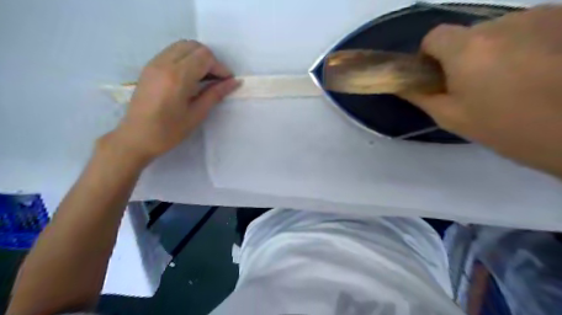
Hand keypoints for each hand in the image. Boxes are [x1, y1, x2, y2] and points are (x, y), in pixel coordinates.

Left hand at [105, 40, 238, 163]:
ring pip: (183, 46)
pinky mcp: (149, 67)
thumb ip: (215, 94)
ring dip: (198, 58)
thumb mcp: (196, 114)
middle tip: (216, 80)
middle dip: (210, 60)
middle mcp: (164, 63)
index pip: (205, 57)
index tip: (227, 82)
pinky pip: (172, 52)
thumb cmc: (169, 131)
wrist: (136, 137)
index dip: (220, 67)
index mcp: (177, 77)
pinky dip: (186, 59)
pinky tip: (190, 77)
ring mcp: (154, 63)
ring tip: (204, 78)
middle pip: (194, 46)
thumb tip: (235, 82)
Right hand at [404, 6, 561, 177]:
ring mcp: (539, 16)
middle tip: (474, 84)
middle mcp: (501, 23)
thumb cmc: (504, 127)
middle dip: (462, 55)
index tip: (436, 75)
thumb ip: (422, 96)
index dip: (429, 54)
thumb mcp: (451, 117)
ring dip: (494, 49)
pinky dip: (524, 43)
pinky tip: (539, 68)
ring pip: (499, 31)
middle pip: (467, 34)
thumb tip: (403, 85)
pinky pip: (528, 28)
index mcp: (466, 49)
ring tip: (512, 79)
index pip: (434, 36)